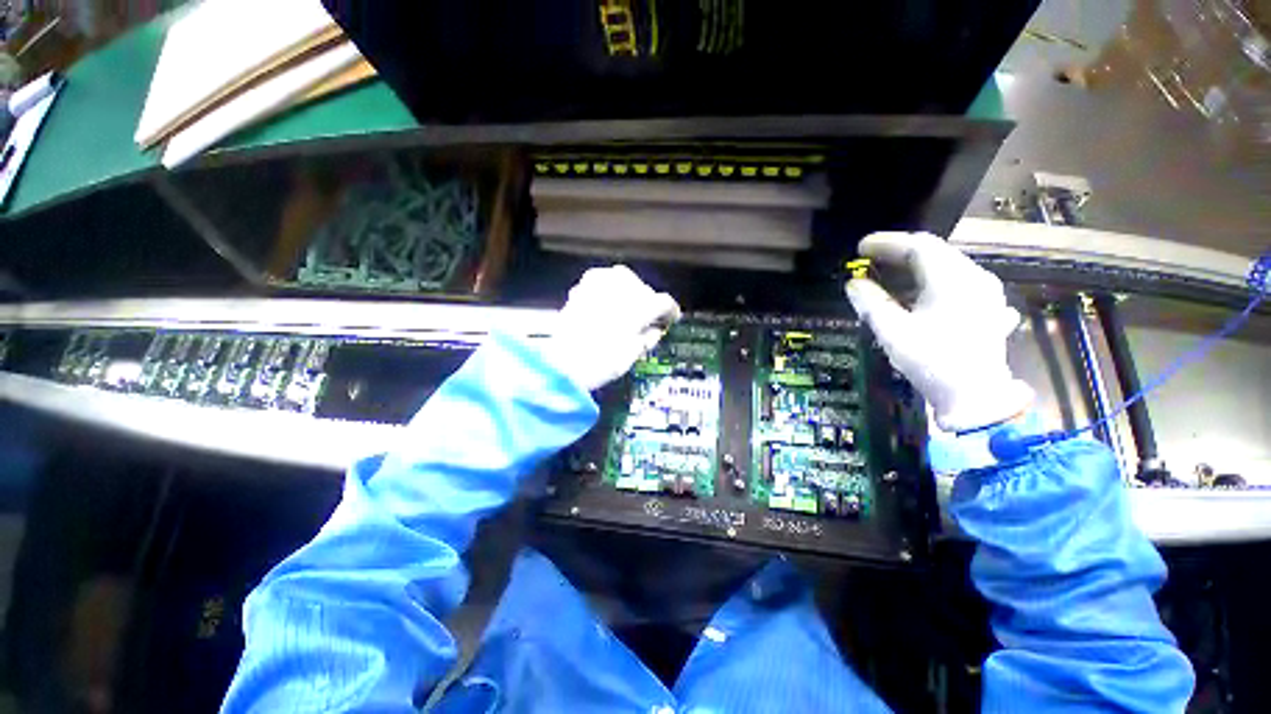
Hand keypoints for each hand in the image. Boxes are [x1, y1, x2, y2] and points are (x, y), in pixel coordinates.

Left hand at [546, 265, 680, 390]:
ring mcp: (602, 282)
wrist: (563, 362)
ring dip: (628, 294)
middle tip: (646, 320)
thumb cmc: (603, 361)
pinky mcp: (583, 285)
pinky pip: (603, 282)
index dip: (670, 312)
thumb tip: (655, 329)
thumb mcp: (634, 353)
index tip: (671, 319)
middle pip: (645, 289)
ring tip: (625, 312)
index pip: (664, 303)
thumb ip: (649, 336)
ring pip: (624, 281)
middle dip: (647, 303)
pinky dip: (609, 292)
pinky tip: (606, 306)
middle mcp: (625, 286)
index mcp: (643, 304)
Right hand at [845, 232, 1032, 432]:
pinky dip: (932, 282)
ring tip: (889, 275)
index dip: (887, 243)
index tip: (861, 248)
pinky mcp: (987, 309)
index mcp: (953, 280)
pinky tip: (922, 295)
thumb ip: (871, 303)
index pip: (918, 246)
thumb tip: (853, 284)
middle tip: (870, 259)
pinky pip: (957, 283)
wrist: (976, 397)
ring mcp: (986, 293)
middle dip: (900, 253)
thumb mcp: (893, 332)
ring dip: (915, 268)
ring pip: (947, 267)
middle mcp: (975, 278)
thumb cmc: (932, 361)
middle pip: (935, 253)